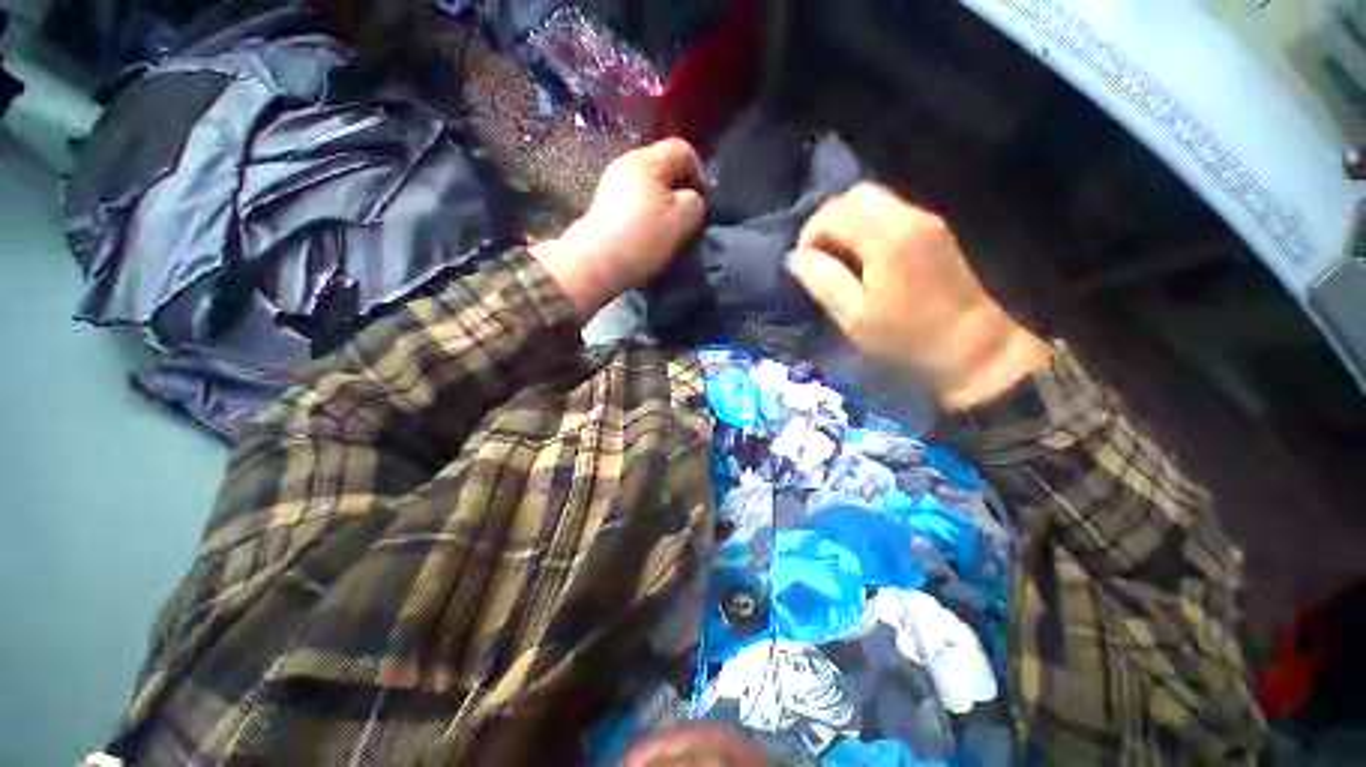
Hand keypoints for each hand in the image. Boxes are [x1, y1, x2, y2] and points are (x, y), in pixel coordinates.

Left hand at [532, 138, 706, 315]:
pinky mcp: (604, 208)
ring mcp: (611, 186)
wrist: (597, 262)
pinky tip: (650, 237)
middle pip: (664, 169)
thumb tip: (692, 199)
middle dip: (681, 192)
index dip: (701, 172)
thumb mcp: (685, 218)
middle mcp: (626, 164)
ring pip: (650, 189)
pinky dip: (648, 217)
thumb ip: (696, 202)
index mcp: (647, 160)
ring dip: (665, 207)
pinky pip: (636, 204)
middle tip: (689, 219)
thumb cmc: (644, 236)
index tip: (704, 202)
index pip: (682, 149)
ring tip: (670, 232)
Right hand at [786, 183, 1050, 410]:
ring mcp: (927, 221)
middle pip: (856, 195)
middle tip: (820, 259)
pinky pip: (891, 215)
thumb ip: (821, 280)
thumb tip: (795, 257)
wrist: (973, 347)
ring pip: (875, 202)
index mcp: (887, 238)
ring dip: (849, 226)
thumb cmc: (906, 338)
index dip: (811, 232)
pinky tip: (865, 262)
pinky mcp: (935, 232)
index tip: (806, 263)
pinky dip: (868, 229)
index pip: (836, 209)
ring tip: (840, 262)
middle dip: (829, 222)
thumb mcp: (853, 316)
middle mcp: (910, 217)